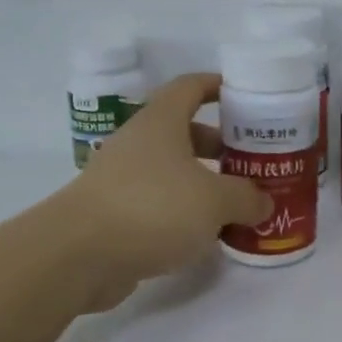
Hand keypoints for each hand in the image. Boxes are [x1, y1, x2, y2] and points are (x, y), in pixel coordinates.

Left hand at [59, 73, 272, 310]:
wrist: (77, 255)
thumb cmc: (153, 208)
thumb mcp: (215, 201)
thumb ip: (246, 198)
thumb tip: (263, 203)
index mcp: (161, 122)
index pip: (191, 87)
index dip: (219, 86)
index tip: (247, 97)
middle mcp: (139, 142)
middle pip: (185, 131)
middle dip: (221, 144)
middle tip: (252, 161)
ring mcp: (122, 178)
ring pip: (172, 170)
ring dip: (204, 181)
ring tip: (237, 202)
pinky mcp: (114, 213)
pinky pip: (158, 202)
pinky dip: (183, 211)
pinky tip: (206, 233)